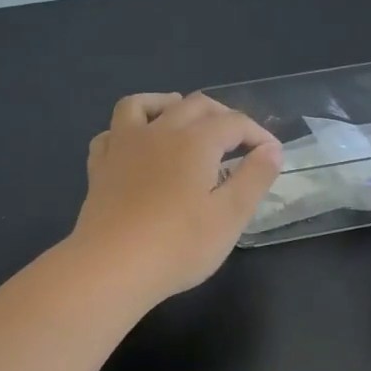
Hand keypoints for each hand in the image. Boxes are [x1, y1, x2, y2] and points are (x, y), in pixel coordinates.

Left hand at [69, 92, 282, 302]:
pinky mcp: (100, 166)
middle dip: (221, 115)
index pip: (234, 123)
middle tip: (237, 139)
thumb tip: (271, 149)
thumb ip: (254, 178)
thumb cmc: (178, 245)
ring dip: (167, 104)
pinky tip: (134, 144)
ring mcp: (123, 145)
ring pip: (143, 105)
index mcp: (195, 141)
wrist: (111, 266)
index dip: (257, 134)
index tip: (271, 155)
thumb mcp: (230, 216)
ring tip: (181, 116)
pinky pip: (111, 132)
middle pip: (194, 105)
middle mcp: (159, 131)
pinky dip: (127, 130)